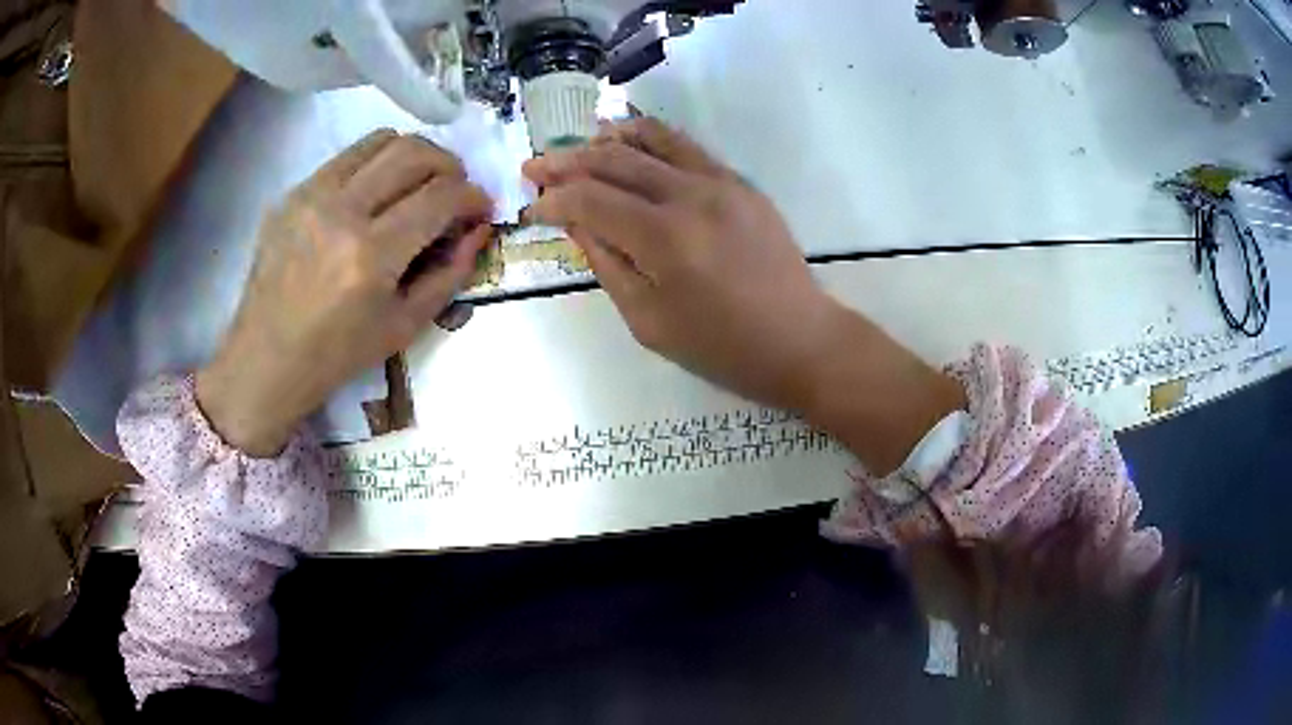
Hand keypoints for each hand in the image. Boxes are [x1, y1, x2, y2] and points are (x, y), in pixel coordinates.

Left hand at [197, 130, 492, 456]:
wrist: (266, 359)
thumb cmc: (338, 354)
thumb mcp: (406, 325)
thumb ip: (450, 272)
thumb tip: (479, 228)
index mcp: (372, 256)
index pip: (440, 196)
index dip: (473, 196)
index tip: (481, 207)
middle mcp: (341, 212)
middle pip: (414, 153)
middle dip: (450, 165)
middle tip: (455, 189)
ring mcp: (311, 196)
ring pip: (380, 141)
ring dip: (413, 154)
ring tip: (418, 182)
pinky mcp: (292, 193)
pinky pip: (346, 157)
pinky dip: (375, 164)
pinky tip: (375, 193)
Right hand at [524, 119, 964, 472]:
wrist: (800, 340)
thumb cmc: (721, 347)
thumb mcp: (648, 321)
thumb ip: (607, 263)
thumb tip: (575, 221)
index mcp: (664, 238)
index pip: (590, 199)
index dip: (553, 199)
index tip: (532, 208)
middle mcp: (691, 196)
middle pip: (614, 160)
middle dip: (566, 161)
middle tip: (535, 165)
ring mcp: (721, 182)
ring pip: (652, 140)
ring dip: (608, 138)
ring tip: (579, 142)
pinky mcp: (741, 183)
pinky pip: (687, 148)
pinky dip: (651, 140)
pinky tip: (632, 144)